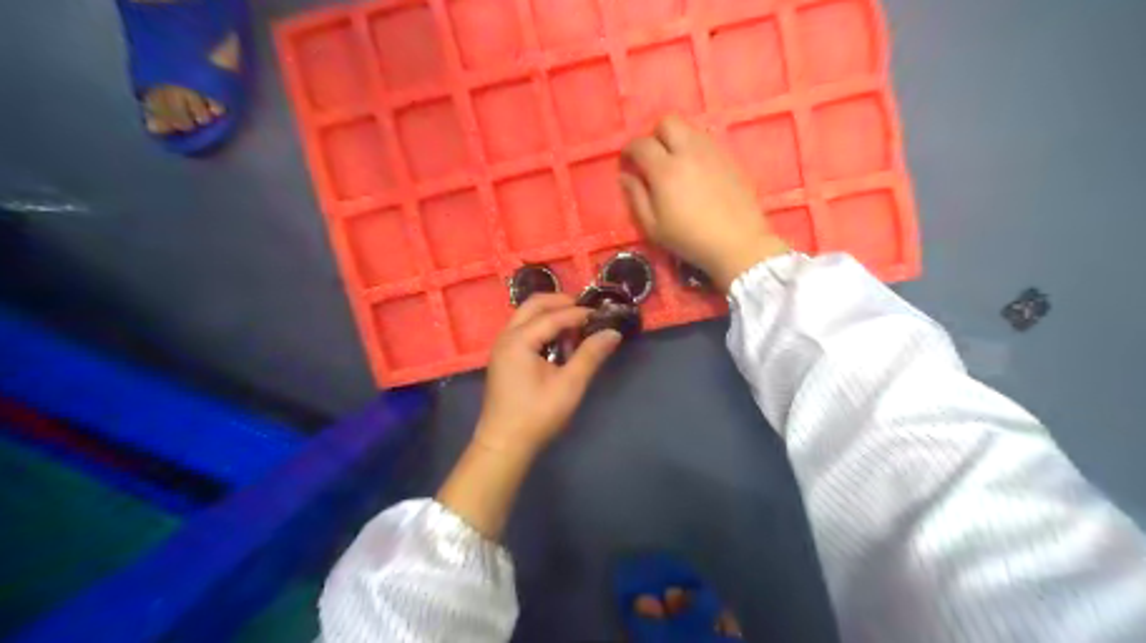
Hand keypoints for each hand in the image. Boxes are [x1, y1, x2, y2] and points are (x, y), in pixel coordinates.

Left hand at [473, 294, 622, 457]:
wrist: (504, 444)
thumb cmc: (537, 415)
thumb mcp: (569, 385)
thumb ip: (590, 355)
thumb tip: (613, 333)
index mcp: (519, 340)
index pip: (553, 316)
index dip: (579, 313)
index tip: (602, 314)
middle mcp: (506, 336)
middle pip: (533, 305)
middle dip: (561, 303)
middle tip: (587, 310)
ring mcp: (502, 346)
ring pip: (526, 316)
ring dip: (551, 314)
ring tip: (576, 324)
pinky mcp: (504, 358)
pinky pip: (523, 329)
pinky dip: (541, 326)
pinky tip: (558, 341)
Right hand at [623, 113, 793, 289]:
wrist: (738, 243)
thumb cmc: (690, 239)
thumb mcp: (653, 227)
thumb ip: (636, 197)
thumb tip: (625, 176)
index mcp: (665, 170)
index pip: (641, 144)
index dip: (629, 150)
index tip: (627, 162)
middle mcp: (688, 151)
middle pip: (667, 122)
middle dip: (655, 135)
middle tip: (652, 157)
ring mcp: (712, 151)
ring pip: (689, 128)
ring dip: (676, 139)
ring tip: (674, 163)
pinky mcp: (729, 158)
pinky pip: (707, 141)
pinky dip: (695, 148)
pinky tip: (695, 170)